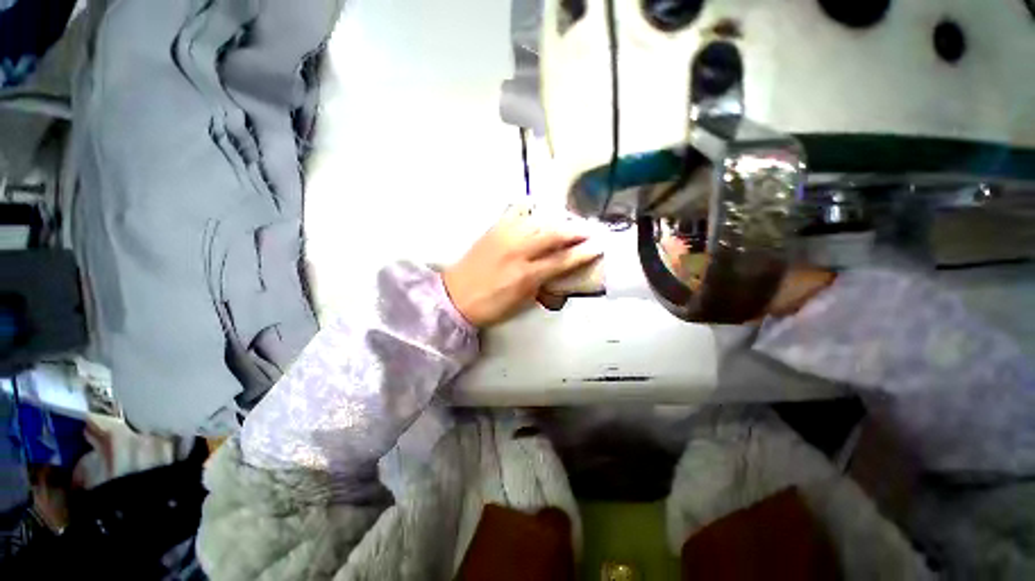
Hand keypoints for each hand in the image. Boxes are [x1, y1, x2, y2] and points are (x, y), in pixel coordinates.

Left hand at [443, 205, 602, 327]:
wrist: (455, 296)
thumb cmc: (490, 306)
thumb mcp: (522, 303)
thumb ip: (543, 286)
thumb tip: (559, 275)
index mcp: (526, 275)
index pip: (562, 260)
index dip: (583, 253)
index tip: (598, 246)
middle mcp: (518, 250)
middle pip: (553, 234)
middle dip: (575, 231)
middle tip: (589, 230)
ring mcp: (504, 236)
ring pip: (538, 220)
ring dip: (557, 220)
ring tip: (569, 222)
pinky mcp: (494, 229)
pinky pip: (516, 212)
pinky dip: (531, 210)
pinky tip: (539, 212)